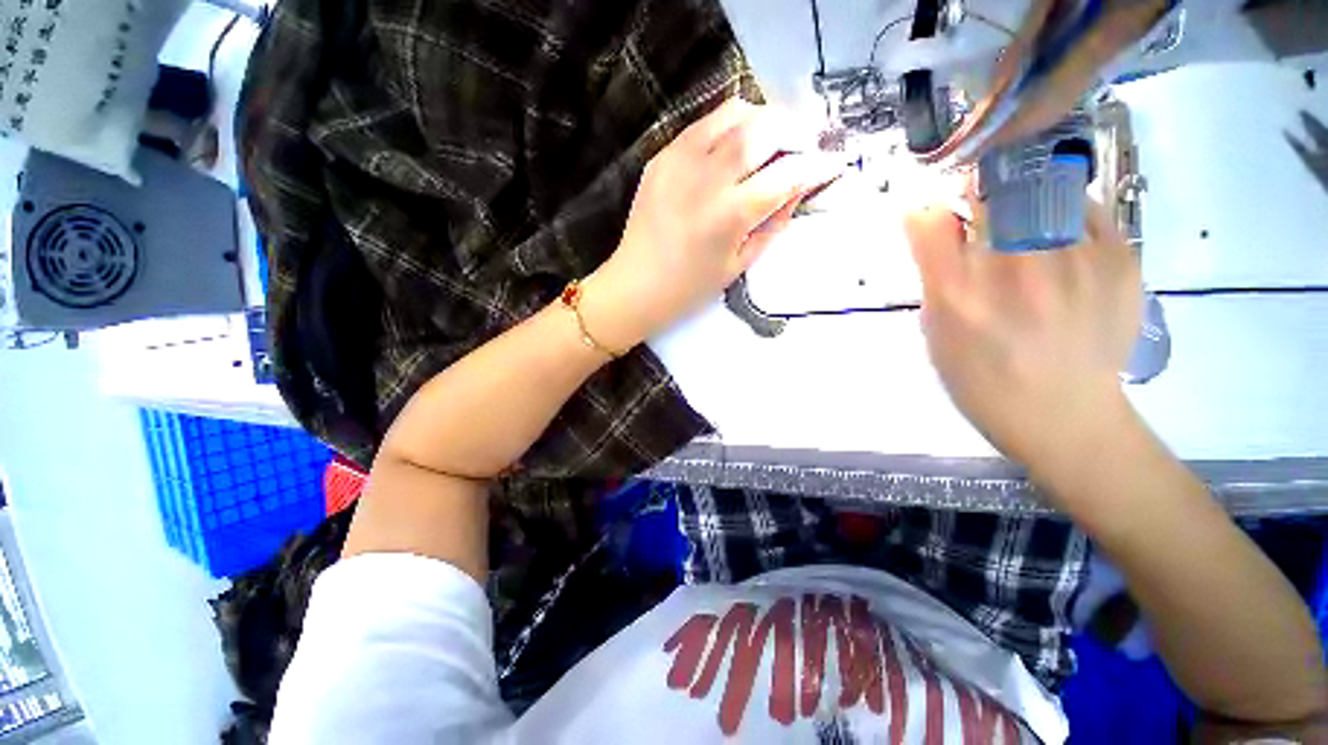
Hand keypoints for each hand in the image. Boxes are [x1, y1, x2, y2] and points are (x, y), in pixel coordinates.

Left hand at [580, 99, 840, 350]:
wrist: (636, 285)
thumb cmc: (690, 287)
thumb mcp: (740, 264)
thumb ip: (774, 223)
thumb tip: (800, 187)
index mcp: (732, 215)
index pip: (788, 174)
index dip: (817, 165)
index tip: (832, 163)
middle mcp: (708, 179)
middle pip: (764, 128)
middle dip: (795, 128)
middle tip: (805, 141)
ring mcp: (680, 162)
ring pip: (733, 113)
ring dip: (762, 118)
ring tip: (771, 137)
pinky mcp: (660, 157)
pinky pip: (702, 125)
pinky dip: (727, 126)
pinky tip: (733, 146)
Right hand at [904, 201, 1143, 477]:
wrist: (1065, 416)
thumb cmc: (983, 380)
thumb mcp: (936, 334)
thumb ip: (932, 276)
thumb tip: (930, 221)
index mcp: (958, 295)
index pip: (930, 219)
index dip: (930, 209)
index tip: (936, 216)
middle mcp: (1013, 269)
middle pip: (990, 190)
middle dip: (979, 191)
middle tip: (983, 211)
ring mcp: (1074, 260)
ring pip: (1042, 188)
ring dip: (1025, 197)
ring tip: (1027, 228)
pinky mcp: (1120, 260)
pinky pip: (1086, 208)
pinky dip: (1067, 212)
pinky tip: (1063, 243)